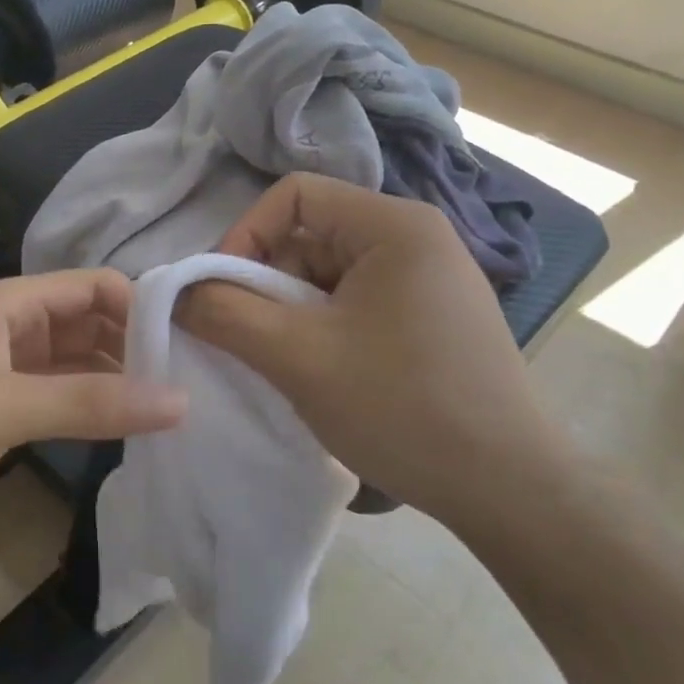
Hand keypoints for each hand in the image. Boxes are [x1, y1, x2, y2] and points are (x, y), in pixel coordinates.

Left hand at [0, 270, 186, 548]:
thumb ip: (89, 402)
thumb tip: (180, 400)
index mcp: (6, 304)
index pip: (91, 287)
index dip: (140, 307)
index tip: (189, 346)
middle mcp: (7, 328)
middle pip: (86, 322)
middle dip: (133, 345)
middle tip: (189, 383)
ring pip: (72, 362)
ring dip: (113, 379)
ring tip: (167, 410)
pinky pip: (53, 397)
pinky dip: (85, 408)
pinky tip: (119, 430)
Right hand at [178, 174, 572, 528]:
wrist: (507, 489)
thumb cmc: (401, 407)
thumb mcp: (298, 356)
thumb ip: (225, 314)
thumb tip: (176, 291)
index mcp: (394, 224)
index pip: (293, 195)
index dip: (244, 236)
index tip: (222, 295)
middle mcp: (417, 238)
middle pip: (310, 236)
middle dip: (268, 284)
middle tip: (254, 341)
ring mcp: (429, 279)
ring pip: (329, 275)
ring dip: (294, 314)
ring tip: (292, 366)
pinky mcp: (433, 317)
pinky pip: (356, 304)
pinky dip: (325, 330)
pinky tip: (327, 375)